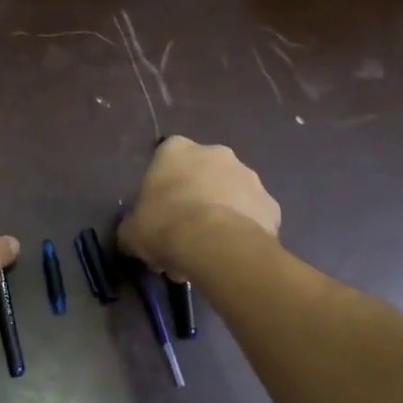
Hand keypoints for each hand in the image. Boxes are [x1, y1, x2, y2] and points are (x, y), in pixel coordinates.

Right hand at [118, 136, 279, 276]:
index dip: (163, 185)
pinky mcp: (271, 204)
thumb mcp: (131, 230)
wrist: (216, 246)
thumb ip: (134, 224)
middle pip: (203, 173)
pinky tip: (232, 253)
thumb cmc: (164, 226)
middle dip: (195, 196)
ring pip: (231, 193)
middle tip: (184, 231)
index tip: (160, 210)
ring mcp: (249, 176)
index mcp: (176, 150)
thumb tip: (136, 234)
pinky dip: (244, 230)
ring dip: (221, 212)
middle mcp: (215, 153)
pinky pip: (253, 216)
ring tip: (209, 248)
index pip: (166, 158)